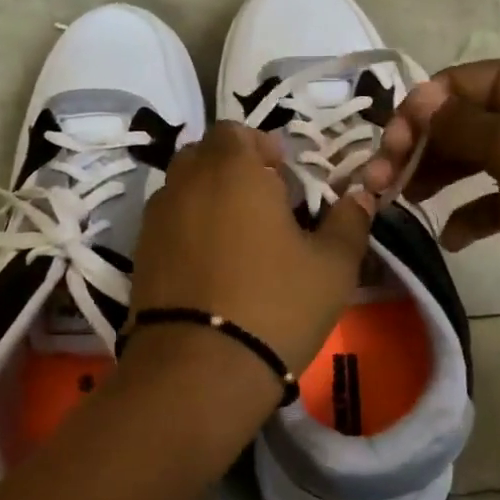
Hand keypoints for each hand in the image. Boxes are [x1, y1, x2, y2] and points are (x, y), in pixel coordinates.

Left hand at [127, 122, 373, 388]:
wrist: (199, 368)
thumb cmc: (276, 304)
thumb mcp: (332, 265)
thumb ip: (349, 221)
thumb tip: (360, 195)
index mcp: (232, 169)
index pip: (235, 131)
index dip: (261, 147)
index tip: (283, 179)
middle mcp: (186, 182)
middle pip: (205, 155)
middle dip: (233, 169)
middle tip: (263, 206)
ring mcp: (156, 218)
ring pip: (183, 187)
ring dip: (208, 197)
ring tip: (238, 238)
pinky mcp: (139, 253)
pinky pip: (168, 222)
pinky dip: (188, 228)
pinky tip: (211, 265)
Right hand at [360, 59, 499, 339]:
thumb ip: (460, 124)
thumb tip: (419, 100)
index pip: (459, 83)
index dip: (419, 110)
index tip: (389, 148)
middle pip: (459, 122)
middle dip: (418, 148)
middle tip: (380, 183)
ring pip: (470, 161)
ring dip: (434, 178)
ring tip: (402, 203)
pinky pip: (490, 203)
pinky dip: (467, 215)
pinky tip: (451, 237)